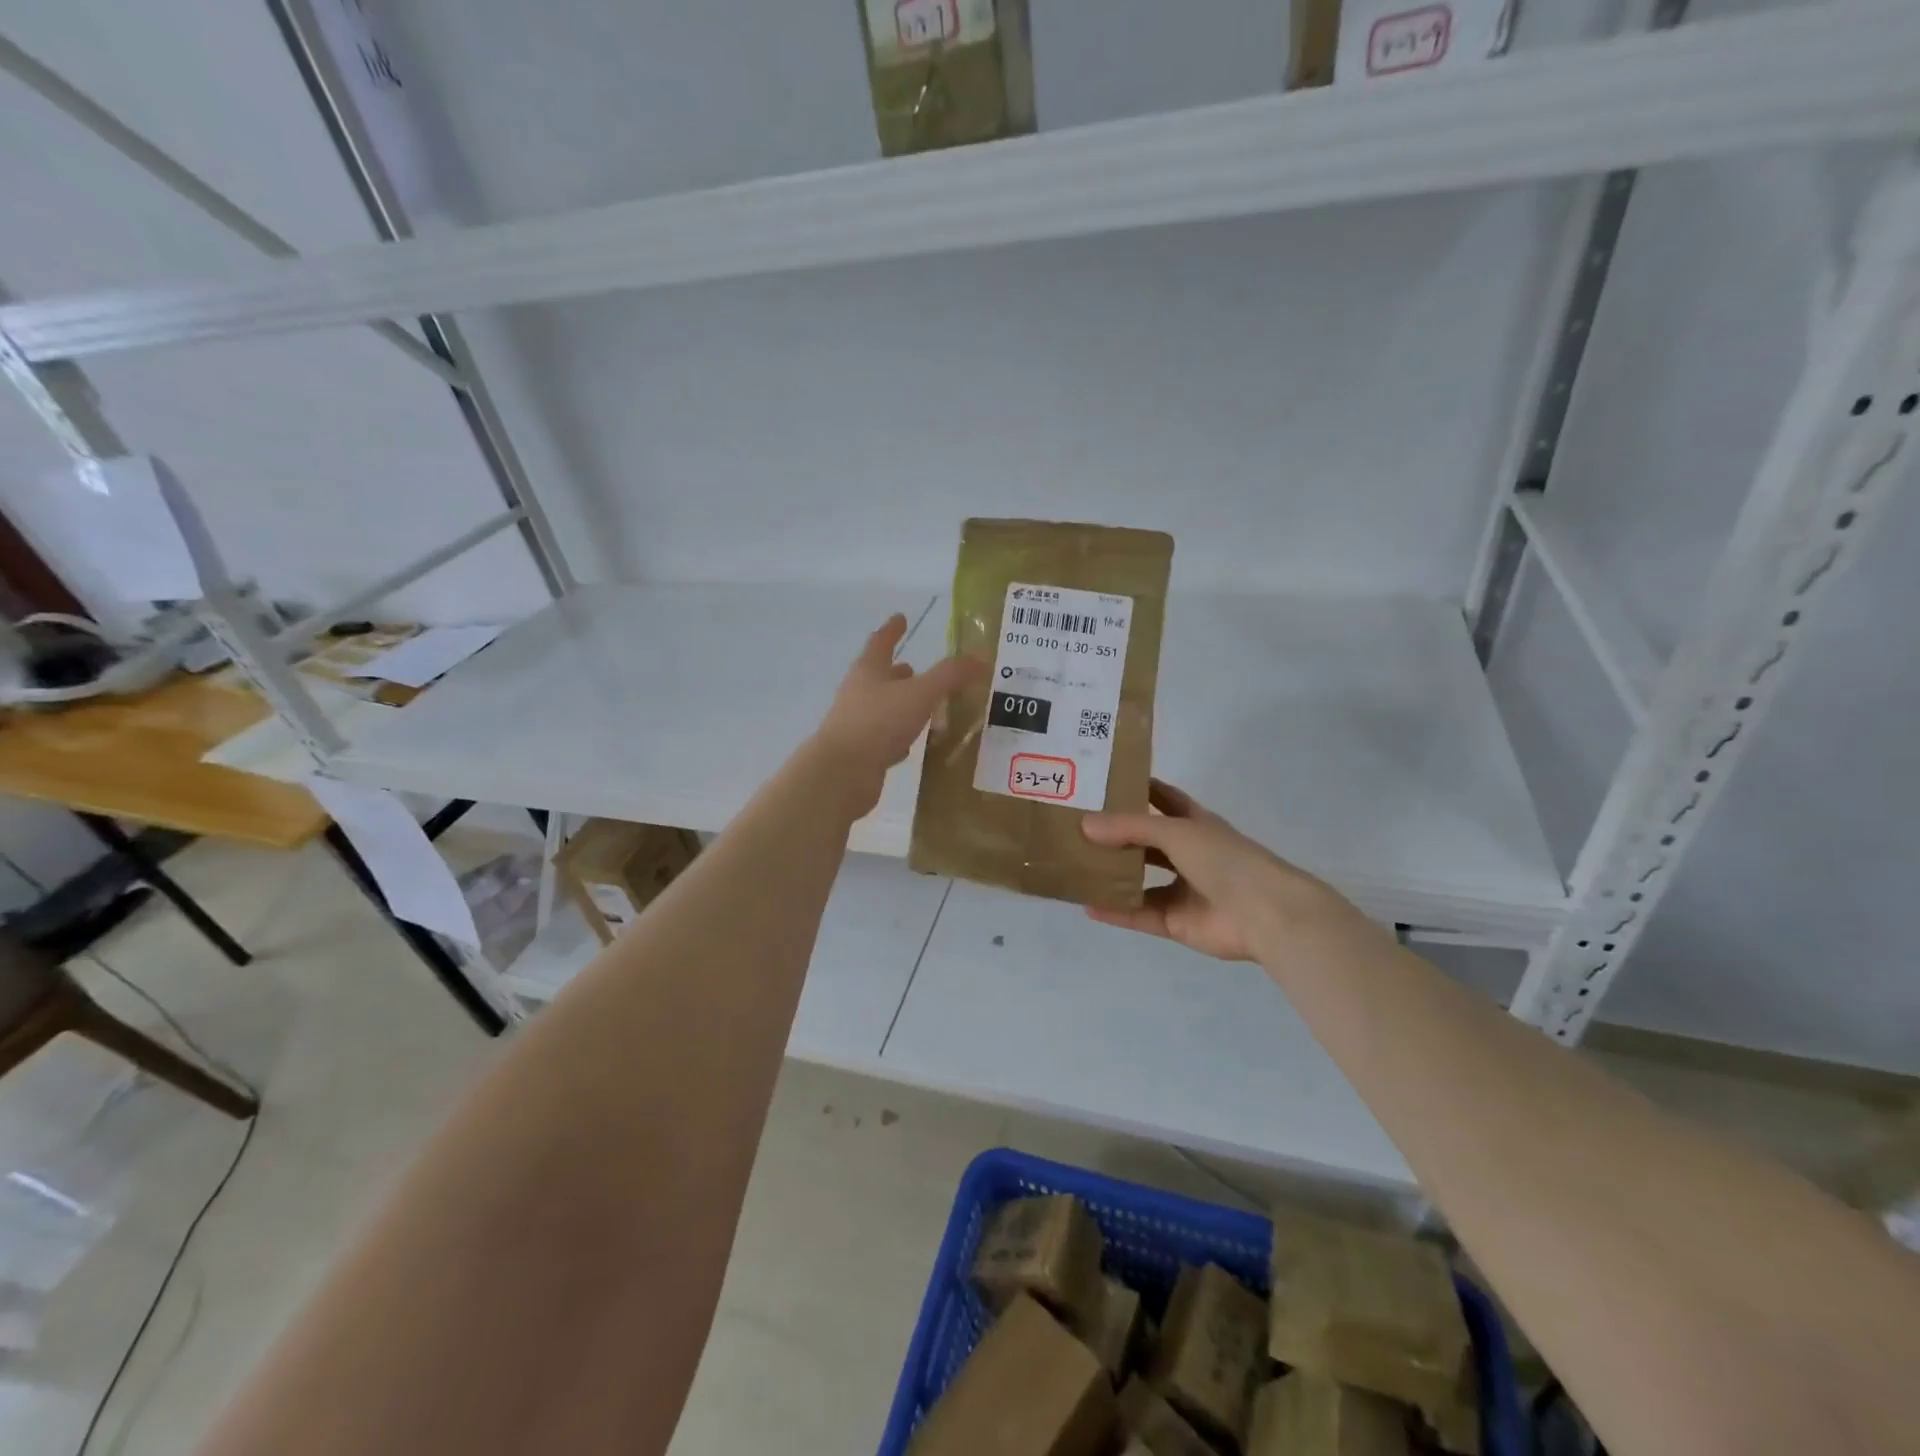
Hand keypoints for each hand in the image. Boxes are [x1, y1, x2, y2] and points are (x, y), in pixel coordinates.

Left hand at [812, 614, 981, 814]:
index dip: (892, 629)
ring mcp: (857, 725)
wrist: (842, 774)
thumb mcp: (920, 694)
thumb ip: (950, 675)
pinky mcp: (861, 753)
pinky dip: (899, 737)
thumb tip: (980, 658)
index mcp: (868, 671)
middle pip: (879, 676)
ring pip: (883, 708)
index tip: (901, 617)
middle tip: (914, 667)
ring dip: (900, 704)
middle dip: (897, 672)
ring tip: (923, 706)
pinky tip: (912, 744)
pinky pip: (885, 738)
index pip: (881, 642)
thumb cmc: (878, 723)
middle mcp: (858, 694)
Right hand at [1081, 780, 1360, 960]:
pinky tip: (1086, 905)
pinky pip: (1138, 914)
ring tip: (1074, 865)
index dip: (1140, 788)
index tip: (1105, 780)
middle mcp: (1187, 854)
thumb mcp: (1175, 831)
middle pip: (1145, 842)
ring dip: (1111, 875)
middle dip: (1115, 835)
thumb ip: (1129, 827)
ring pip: (1139, 880)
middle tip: (1075, 825)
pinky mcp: (1176, 921)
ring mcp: (1182, 890)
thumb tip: (1084, 824)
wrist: (1265, 913)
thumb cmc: (1224, 859)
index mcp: (1195, 824)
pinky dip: (1115, 911)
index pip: (1164, 799)